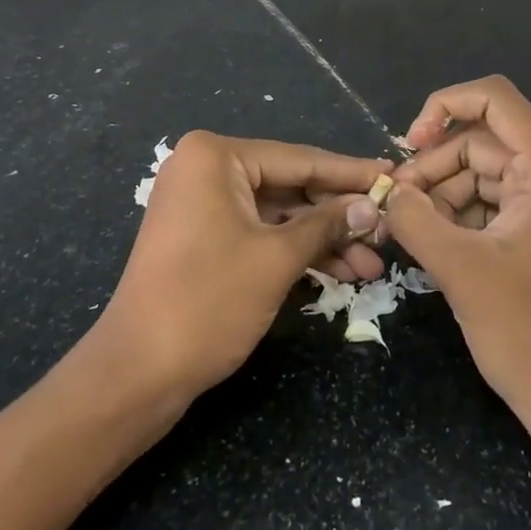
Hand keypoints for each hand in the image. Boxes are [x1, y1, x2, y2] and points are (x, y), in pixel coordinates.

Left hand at [97, 132, 387, 400]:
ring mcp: (203, 204)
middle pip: (291, 185)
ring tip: (372, 266)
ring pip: (280, 213)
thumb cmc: (208, 301)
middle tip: (388, 231)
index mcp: (216, 157)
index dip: (351, 173)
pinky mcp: (204, 236)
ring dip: (324, 239)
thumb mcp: (277, 258)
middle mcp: (207, 169)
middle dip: (339, 215)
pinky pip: (261, 232)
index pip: (300, 159)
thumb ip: (327, 225)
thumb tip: (370, 206)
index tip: (394, 176)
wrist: (136, 373)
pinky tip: (340, 272)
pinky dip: (296, 251)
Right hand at [386, 77, 530, 488]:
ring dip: (437, 193)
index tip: (410, 144)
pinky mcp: (530, 232)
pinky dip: (452, 215)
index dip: (444, 106)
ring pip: (475, 172)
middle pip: (477, 139)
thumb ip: (415, 219)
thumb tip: (387, 193)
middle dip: (432, 164)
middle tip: (395, 204)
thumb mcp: (461, 269)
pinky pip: (483, 203)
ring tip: (406, 229)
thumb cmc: (528, 331)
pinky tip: (426, 242)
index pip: (493, 98)